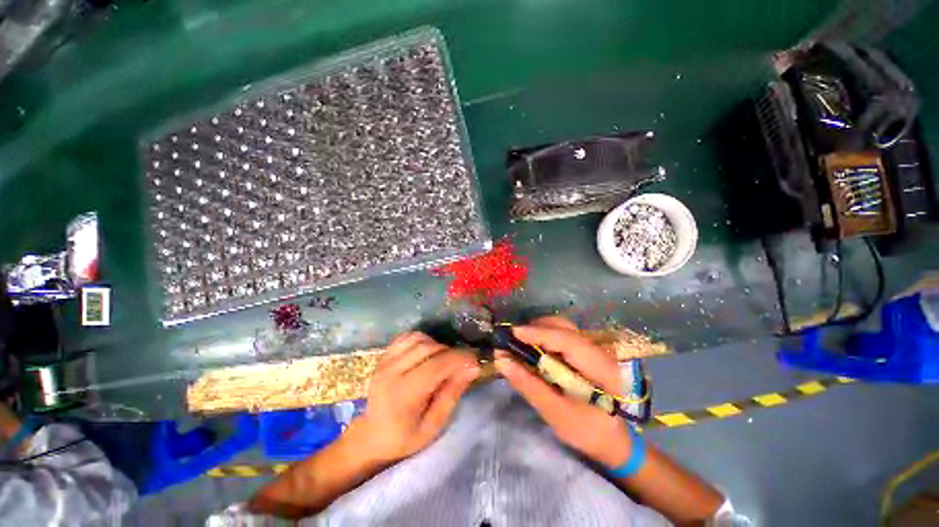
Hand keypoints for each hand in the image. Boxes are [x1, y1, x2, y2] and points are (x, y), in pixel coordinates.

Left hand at [354, 332, 479, 463]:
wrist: (372, 437)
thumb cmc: (404, 438)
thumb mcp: (433, 425)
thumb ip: (452, 393)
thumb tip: (472, 367)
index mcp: (403, 394)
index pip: (436, 365)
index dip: (459, 359)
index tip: (475, 362)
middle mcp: (391, 372)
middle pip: (429, 348)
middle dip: (451, 353)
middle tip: (461, 365)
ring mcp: (385, 361)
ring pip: (419, 339)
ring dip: (437, 345)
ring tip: (443, 360)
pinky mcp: (384, 356)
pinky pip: (407, 337)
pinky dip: (423, 340)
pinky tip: (428, 353)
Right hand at [494, 316, 631, 468]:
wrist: (613, 439)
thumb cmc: (587, 432)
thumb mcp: (556, 414)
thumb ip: (529, 385)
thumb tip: (501, 360)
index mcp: (600, 368)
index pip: (567, 340)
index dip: (538, 333)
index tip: (512, 333)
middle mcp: (598, 350)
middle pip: (564, 327)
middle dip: (536, 329)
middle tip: (512, 339)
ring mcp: (592, 347)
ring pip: (561, 327)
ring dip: (538, 330)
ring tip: (519, 342)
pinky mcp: (584, 350)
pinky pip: (561, 334)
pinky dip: (543, 336)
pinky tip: (533, 347)